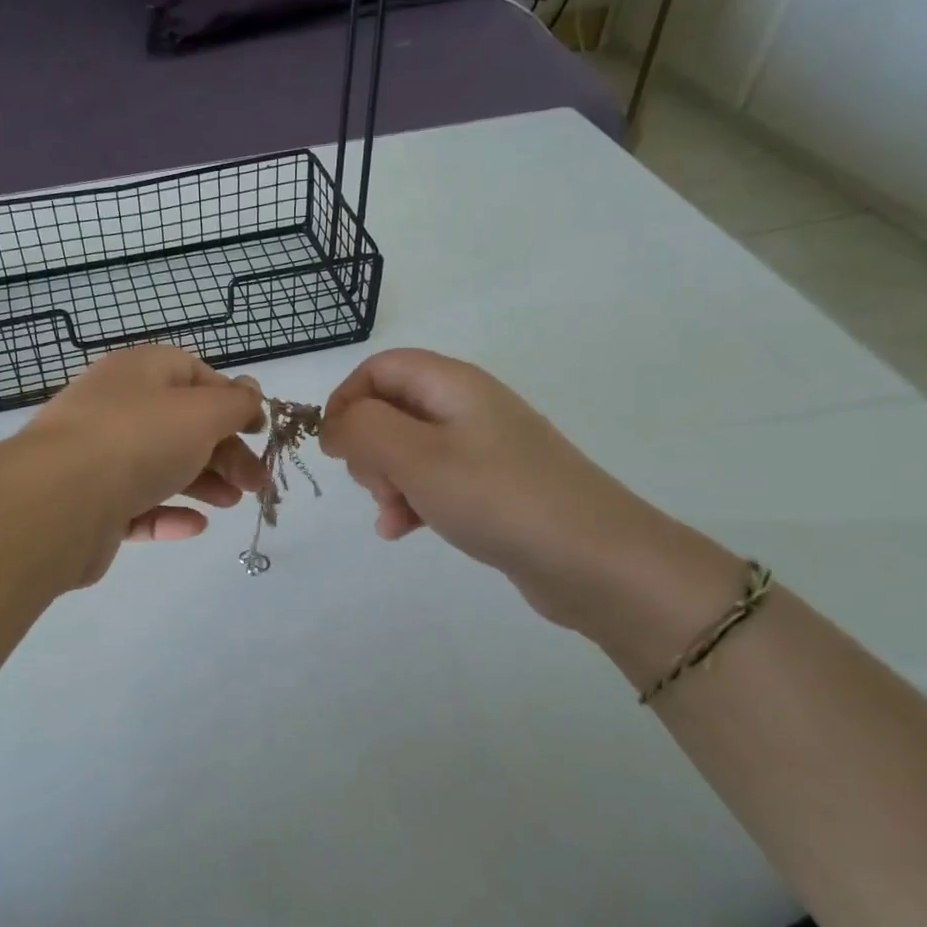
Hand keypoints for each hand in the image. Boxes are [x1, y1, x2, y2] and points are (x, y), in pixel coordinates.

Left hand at [25, 346, 267, 584]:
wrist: (58, 502)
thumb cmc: (138, 440)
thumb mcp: (201, 412)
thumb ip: (234, 403)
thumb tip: (250, 391)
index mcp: (138, 373)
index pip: (192, 374)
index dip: (230, 399)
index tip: (258, 430)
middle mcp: (116, 409)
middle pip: (181, 425)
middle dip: (226, 452)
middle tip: (257, 482)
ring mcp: (99, 458)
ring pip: (161, 466)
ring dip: (203, 483)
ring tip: (232, 503)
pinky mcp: (92, 505)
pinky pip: (137, 506)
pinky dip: (168, 514)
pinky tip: (195, 526)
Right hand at [321, 349, 735, 638]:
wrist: (594, 559)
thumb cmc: (496, 497)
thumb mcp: (416, 457)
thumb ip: (362, 429)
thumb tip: (334, 423)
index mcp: (452, 384)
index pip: (380, 367)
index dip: (347, 400)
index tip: (333, 446)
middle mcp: (467, 407)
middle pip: (392, 408)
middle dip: (368, 447)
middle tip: (375, 485)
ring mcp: (482, 448)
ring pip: (408, 450)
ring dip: (386, 481)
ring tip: (391, 516)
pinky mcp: (491, 487)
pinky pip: (434, 482)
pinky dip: (411, 501)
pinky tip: (404, 532)